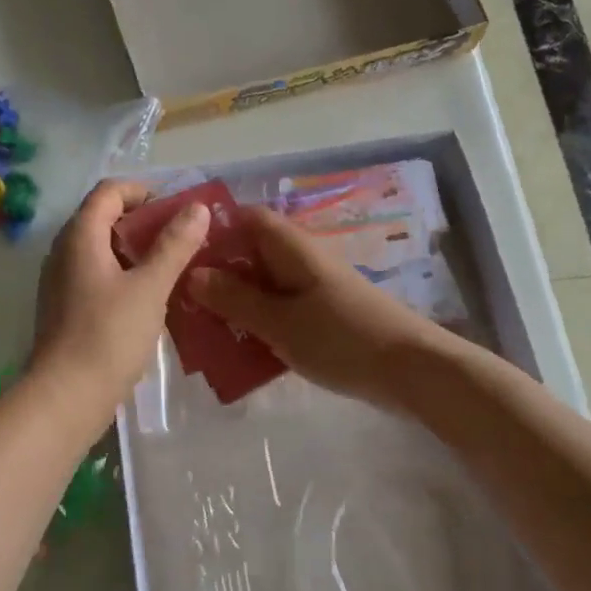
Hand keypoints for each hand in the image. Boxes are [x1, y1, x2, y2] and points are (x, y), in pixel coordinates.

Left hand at [31, 180, 209, 420]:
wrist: (66, 398)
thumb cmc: (109, 336)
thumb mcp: (150, 287)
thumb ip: (174, 245)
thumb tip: (197, 208)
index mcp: (80, 236)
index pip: (110, 191)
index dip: (145, 192)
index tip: (178, 211)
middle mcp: (64, 250)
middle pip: (105, 217)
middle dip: (145, 222)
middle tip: (183, 238)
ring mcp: (61, 280)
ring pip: (102, 249)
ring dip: (137, 250)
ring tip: (174, 267)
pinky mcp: (66, 307)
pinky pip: (97, 275)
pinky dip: (124, 274)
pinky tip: (150, 298)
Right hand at [189, 205, 448, 412]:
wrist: (411, 371)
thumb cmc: (341, 338)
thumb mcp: (280, 321)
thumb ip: (235, 299)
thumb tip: (193, 274)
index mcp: (291, 248)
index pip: (246, 218)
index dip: (213, 229)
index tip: (179, 253)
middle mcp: (301, 260)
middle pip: (250, 254)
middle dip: (217, 274)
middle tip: (182, 301)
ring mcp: (314, 288)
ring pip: (263, 286)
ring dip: (235, 304)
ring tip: (202, 329)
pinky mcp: (323, 316)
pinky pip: (280, 310)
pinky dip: (258, 323)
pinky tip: (239, 351)